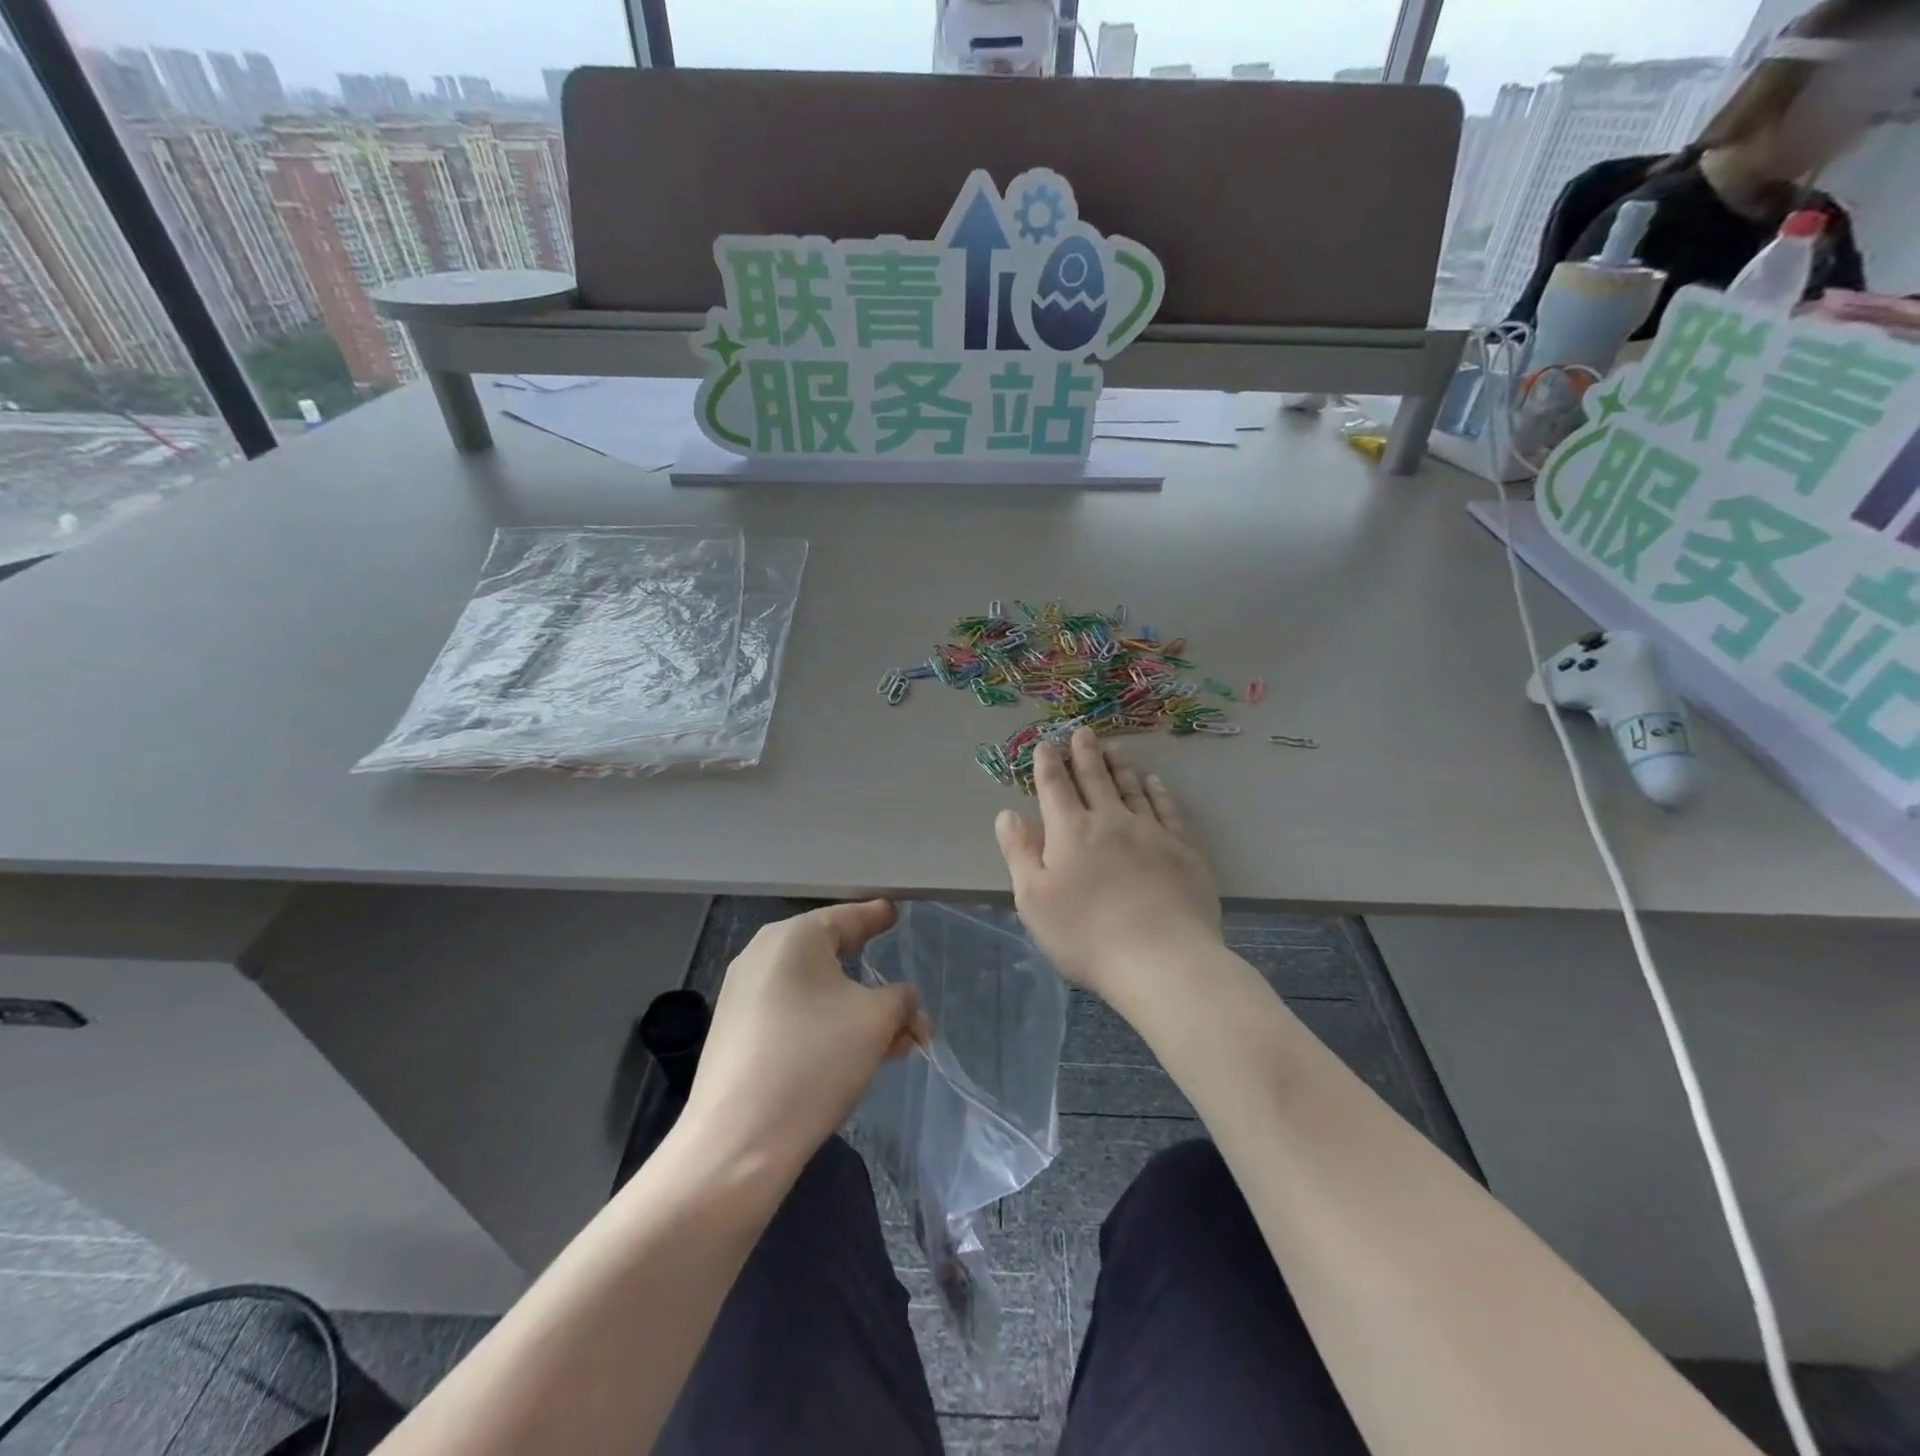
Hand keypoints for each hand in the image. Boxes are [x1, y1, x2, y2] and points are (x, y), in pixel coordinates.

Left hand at [682, 901, 929, 1178]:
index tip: (896, 911)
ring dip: (860, 1016)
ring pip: (817, 994)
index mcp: (794, 937)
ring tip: (898, 1046)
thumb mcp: (876, 1021)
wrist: (737, 1143)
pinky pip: (795, 1018)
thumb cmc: (814, 1060)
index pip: (848, 916)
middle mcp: (763, 956)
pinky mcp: (738, 1035)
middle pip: (834, 958)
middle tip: (910, 1007)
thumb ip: (901, 999)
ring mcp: (745, 997)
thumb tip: (902, 1001)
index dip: (877, 916)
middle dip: (877, 986)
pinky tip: (858, 1058)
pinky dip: (829, 1029)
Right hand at [994, 727, 1221, 1000]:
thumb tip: (1008, 813)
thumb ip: (1019, 852)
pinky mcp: (1182, 849)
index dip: (1048, 765)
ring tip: (1115, 748)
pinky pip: (1168, 809)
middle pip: (1095, 779)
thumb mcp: (1033, 900)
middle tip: (1083, 732)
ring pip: (1132, 788)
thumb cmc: (1086, 934)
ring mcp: (1150, 832)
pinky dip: (1159, 791)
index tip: (1046, 745)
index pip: (1055, 788)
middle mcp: (1110, 821)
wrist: (1161, 958)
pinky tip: (1155, 782)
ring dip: (1120, 766)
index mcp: (1070, 832)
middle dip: (1085, 754)